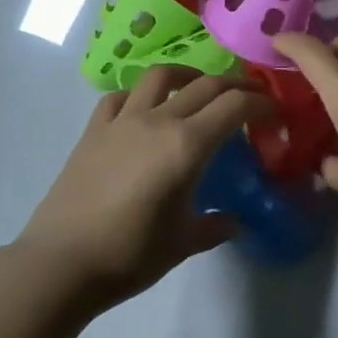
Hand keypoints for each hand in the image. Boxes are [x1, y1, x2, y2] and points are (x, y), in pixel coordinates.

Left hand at [18, 69, 270, 308]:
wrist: (62, 262)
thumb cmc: (131, 255)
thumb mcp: (184, 243)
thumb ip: (215, 227)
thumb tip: (234, 221)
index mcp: (187, 145)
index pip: (235, 106)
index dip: (261, 104)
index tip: (275, 113)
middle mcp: (157, 121)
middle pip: (205, 85)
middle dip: (236, 86)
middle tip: (251, 98)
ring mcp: (121, 121)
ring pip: (160, 76)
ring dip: (188, 74)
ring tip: (199, 88)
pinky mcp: (93, 130)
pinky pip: (119, 96)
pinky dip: (139, 94)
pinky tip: (144, 109)